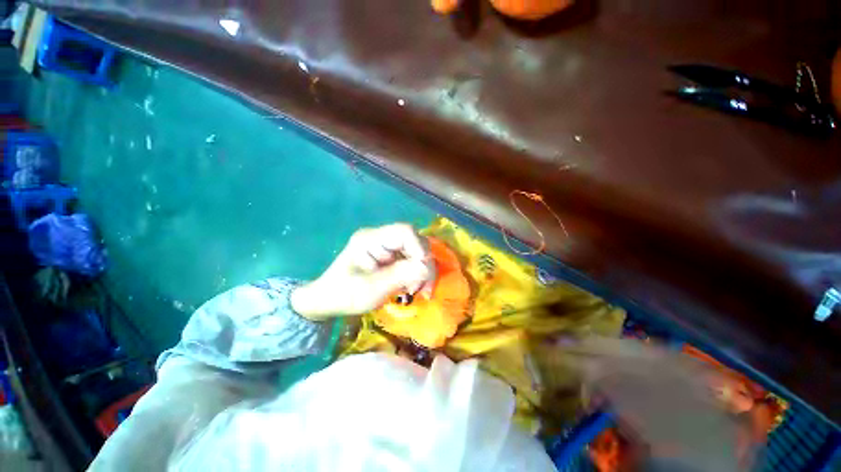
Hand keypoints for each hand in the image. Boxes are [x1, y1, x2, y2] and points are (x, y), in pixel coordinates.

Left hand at [291, 224, 435, 320]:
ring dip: (422, 270)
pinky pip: (412, 260)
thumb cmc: (344, 295)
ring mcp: (387, 247)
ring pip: (416, 251)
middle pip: (414, 241)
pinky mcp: (391, 256)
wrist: (328, 301)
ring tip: (418, 290)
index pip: (404, 231)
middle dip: (423, 263)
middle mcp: (381, 238)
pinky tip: (413, 288)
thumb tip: (426, 266)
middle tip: (423, 288)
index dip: (419, 248)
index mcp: (371, 239)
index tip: (423, 271)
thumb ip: (399, 276)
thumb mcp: (371, 289)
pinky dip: (417, 274)